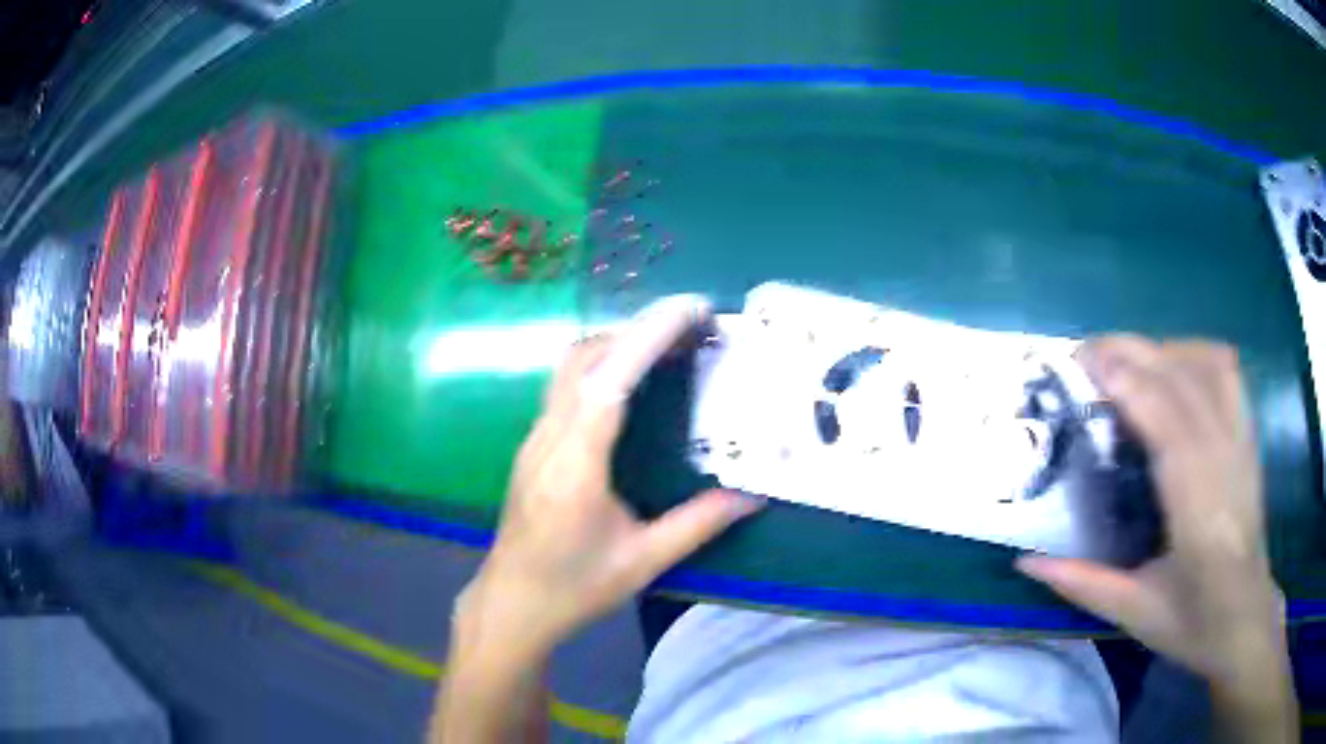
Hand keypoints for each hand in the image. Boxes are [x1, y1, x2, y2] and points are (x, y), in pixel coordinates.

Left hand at [457, 295, 763, 657]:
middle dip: (639, 329)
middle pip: (585, 356)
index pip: (610, 380)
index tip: (691, 311)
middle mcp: (549, 438)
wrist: (512, 603)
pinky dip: (604, 365)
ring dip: (619, 342)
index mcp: (576, 465)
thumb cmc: (574, 587)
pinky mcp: (534, 444)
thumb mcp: (642, 562)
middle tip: (694, 328)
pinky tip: (634, 382)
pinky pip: (567, 385)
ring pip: (571, 365)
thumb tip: (752, 495)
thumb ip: (698, 524)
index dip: (649, 337)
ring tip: (671, 346)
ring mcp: (535, 437)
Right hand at [1017, 337, 1291, 702]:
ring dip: (1161, 349)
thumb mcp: (1135, 616)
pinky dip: (1195, 352)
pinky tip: (1173, 362)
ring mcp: (1242, 443)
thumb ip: (1084, 584)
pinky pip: (1227, 372)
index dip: (1129, 385)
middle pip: (1184, 382)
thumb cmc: (1194, 623)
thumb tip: (1025, 562)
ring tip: (1125, 358)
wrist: (1246, 617)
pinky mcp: (1248, 435)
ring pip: (1206, 366)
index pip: (1168, 427)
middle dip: (1135, 354)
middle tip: (1087, 351)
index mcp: (1199, 515)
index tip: (1086, 363)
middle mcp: (1226, 464)